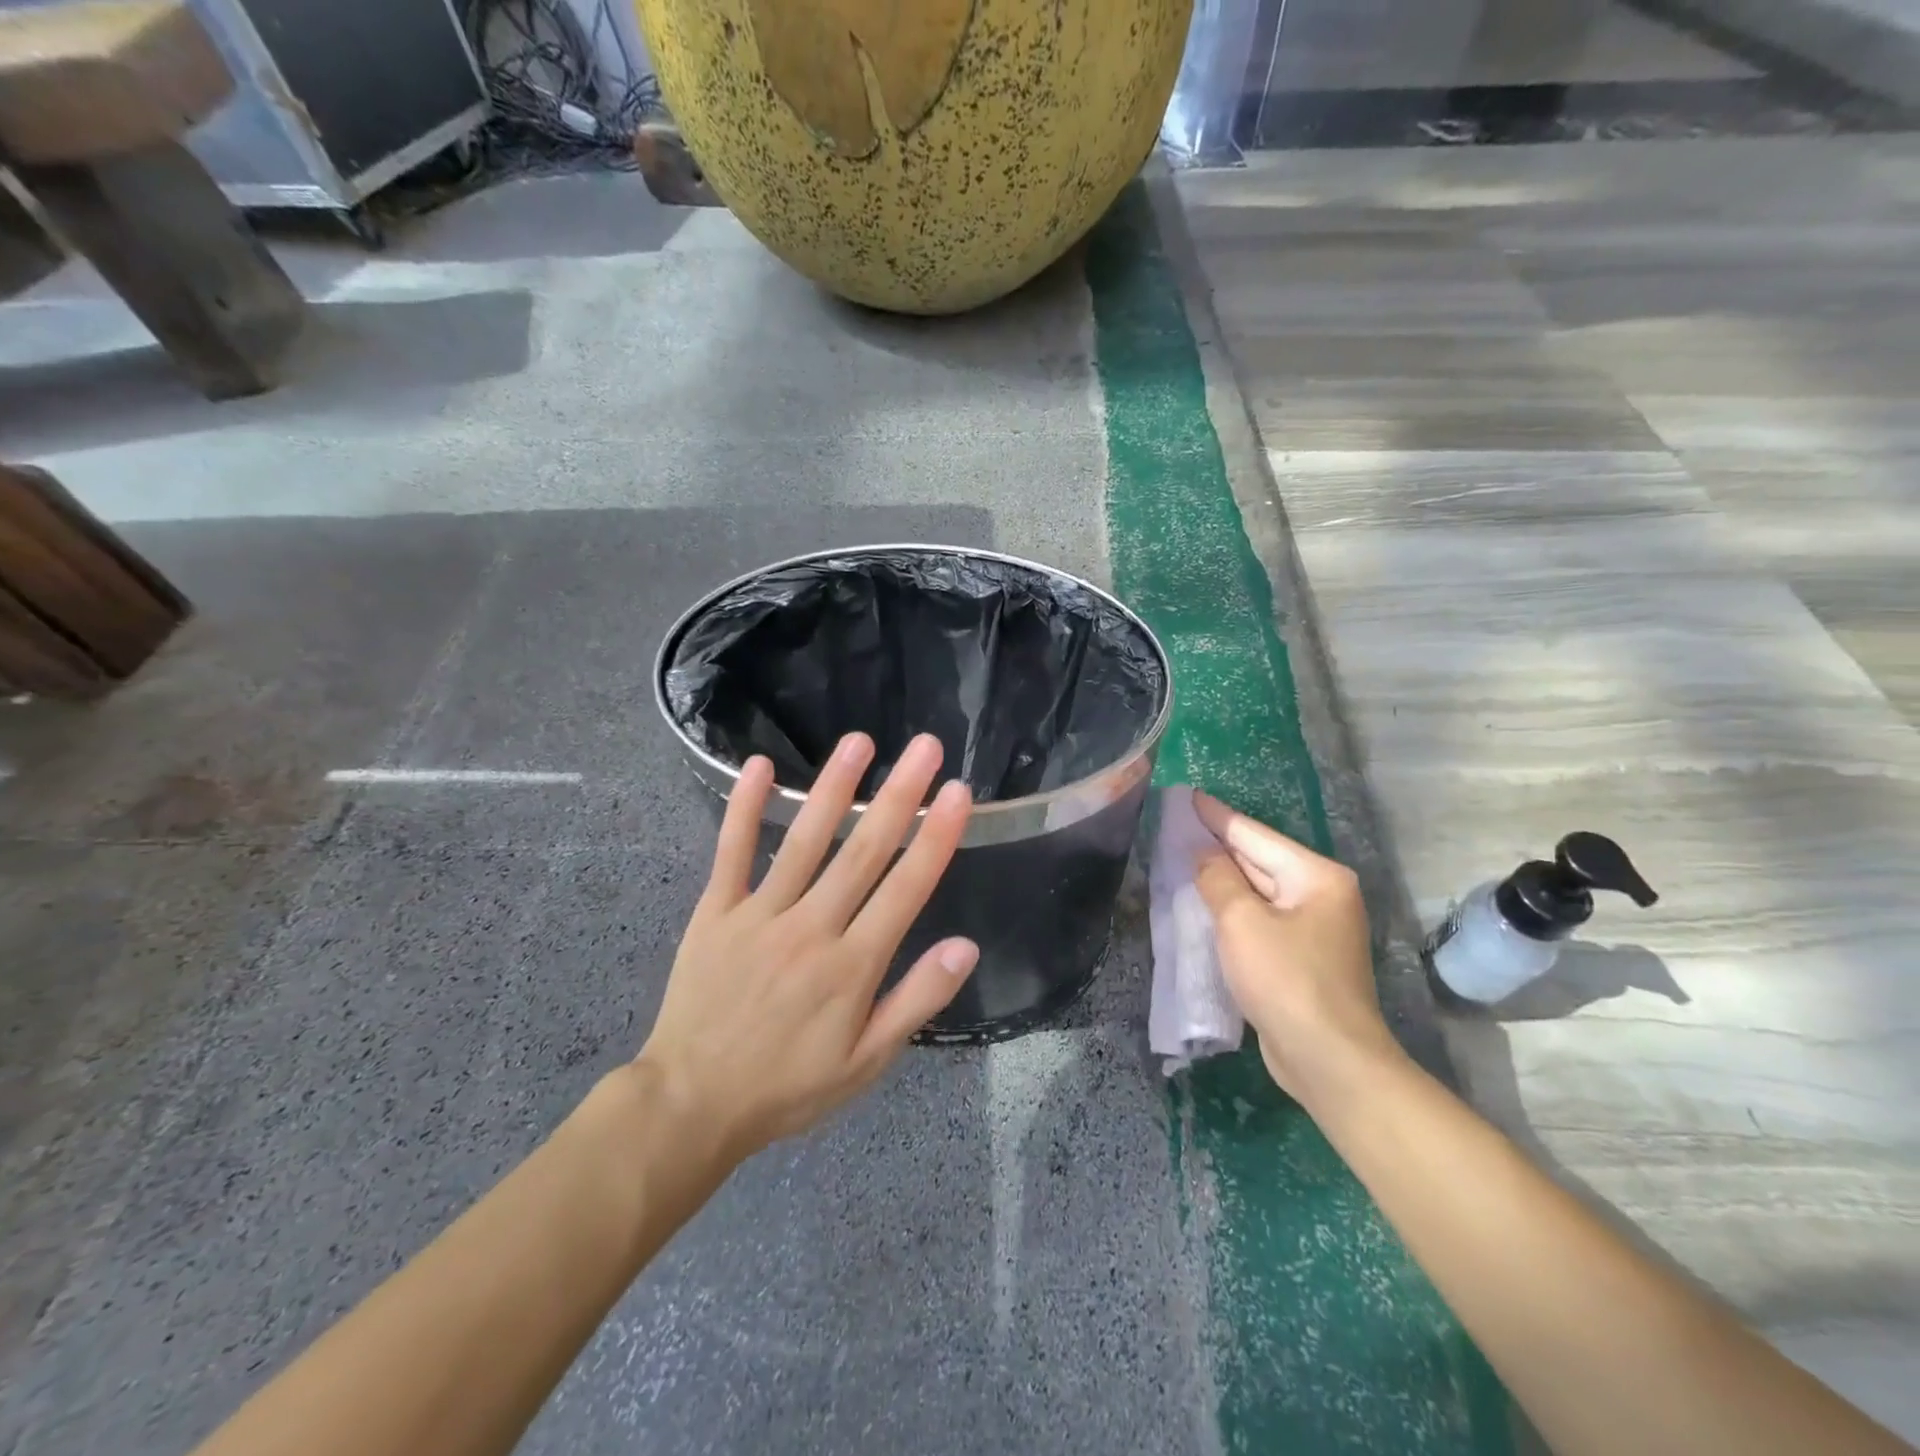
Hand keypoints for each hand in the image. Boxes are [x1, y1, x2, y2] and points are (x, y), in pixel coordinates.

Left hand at [637, 732, 978, 1163]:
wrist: (691, 1104)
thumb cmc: (788, 1086)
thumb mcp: (866, 1063)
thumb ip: (916, 1002)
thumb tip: (965, 948)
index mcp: (851, 966)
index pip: (905, 889)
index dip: (935, 837)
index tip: (957, 793)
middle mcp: (811, 928)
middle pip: (863, 852)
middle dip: (899, 795)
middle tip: (926, 747)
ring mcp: (760, 915)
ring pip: (805, 841)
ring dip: (833, 788)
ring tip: (859, 742)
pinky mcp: (715, 912)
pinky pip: (731, 853)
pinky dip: (745, 809)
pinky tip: (758, 766)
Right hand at [1191, 791, 1401, 1104]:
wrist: (1329, 1060)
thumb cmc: (1285, 979)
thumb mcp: (1241, 921)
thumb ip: (1217, 878)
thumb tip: (1203, 853)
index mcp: (1316, 876)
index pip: (1254, 834)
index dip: (1216, 815)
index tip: (1186, 795)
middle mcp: (1321, 895)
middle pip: (1259, 860)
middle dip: (1218, 846)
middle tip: (1176, 826)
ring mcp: (1314, 929)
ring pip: (1258, 892)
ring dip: (1222, 879)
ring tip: (1182, 859)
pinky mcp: (1302, 958)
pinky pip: (1260, 920)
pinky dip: (1232, 911)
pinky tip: (1204, 905)